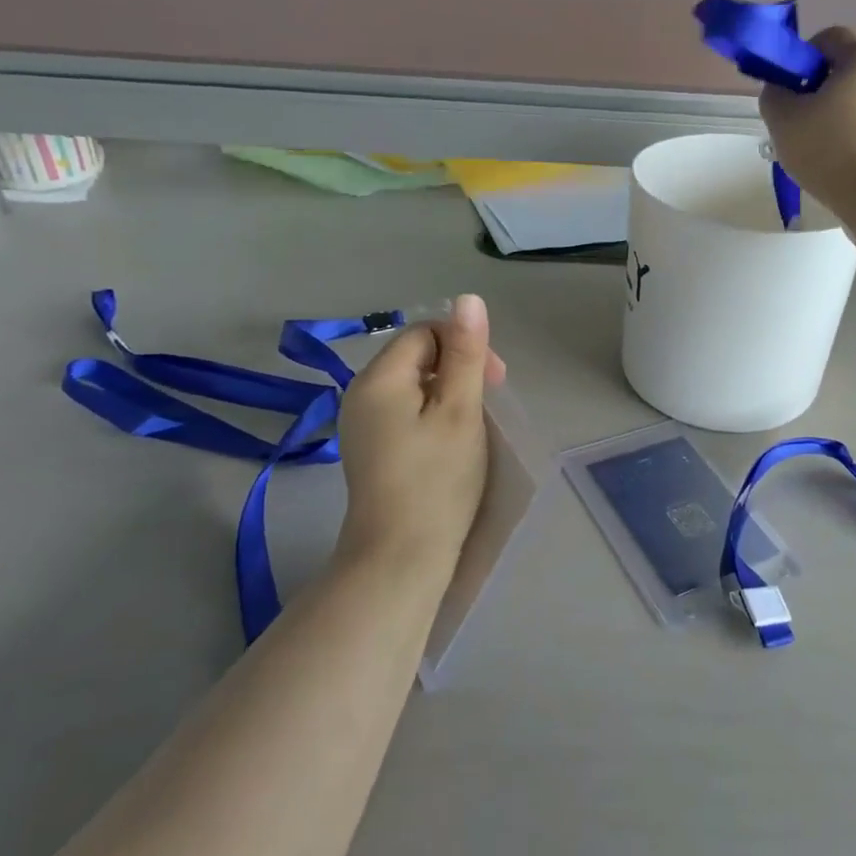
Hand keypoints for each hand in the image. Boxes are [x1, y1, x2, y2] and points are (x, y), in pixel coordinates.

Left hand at [336, 295, 506, 572]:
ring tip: (472, 427)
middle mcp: (360, 394)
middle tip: (488, 405)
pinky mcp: (369, 449)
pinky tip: (448, 444)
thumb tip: (468, 298)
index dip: (464, 346)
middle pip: (416, 357)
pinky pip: (403, 412)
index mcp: (379, 378)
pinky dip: (431, 416)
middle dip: (458, 369)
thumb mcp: (460, 410)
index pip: (425, 333)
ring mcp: (361, 424)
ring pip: (413, 386)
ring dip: (447, 394)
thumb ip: (466, 353)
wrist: (399, 557)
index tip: (495, 381)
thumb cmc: (437, 480)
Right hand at [757, 27, 855, 222]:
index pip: (829, 37)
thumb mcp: (783, 120)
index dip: (802, 56)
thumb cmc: (831, 150)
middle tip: (796, 124)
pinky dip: (854, 139)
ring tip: (817, 152)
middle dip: (818, 92)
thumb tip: (781, 90)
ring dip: (836, 118)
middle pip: (846, 71)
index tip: (787, 88)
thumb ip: (774, 95)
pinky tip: (839, 166)